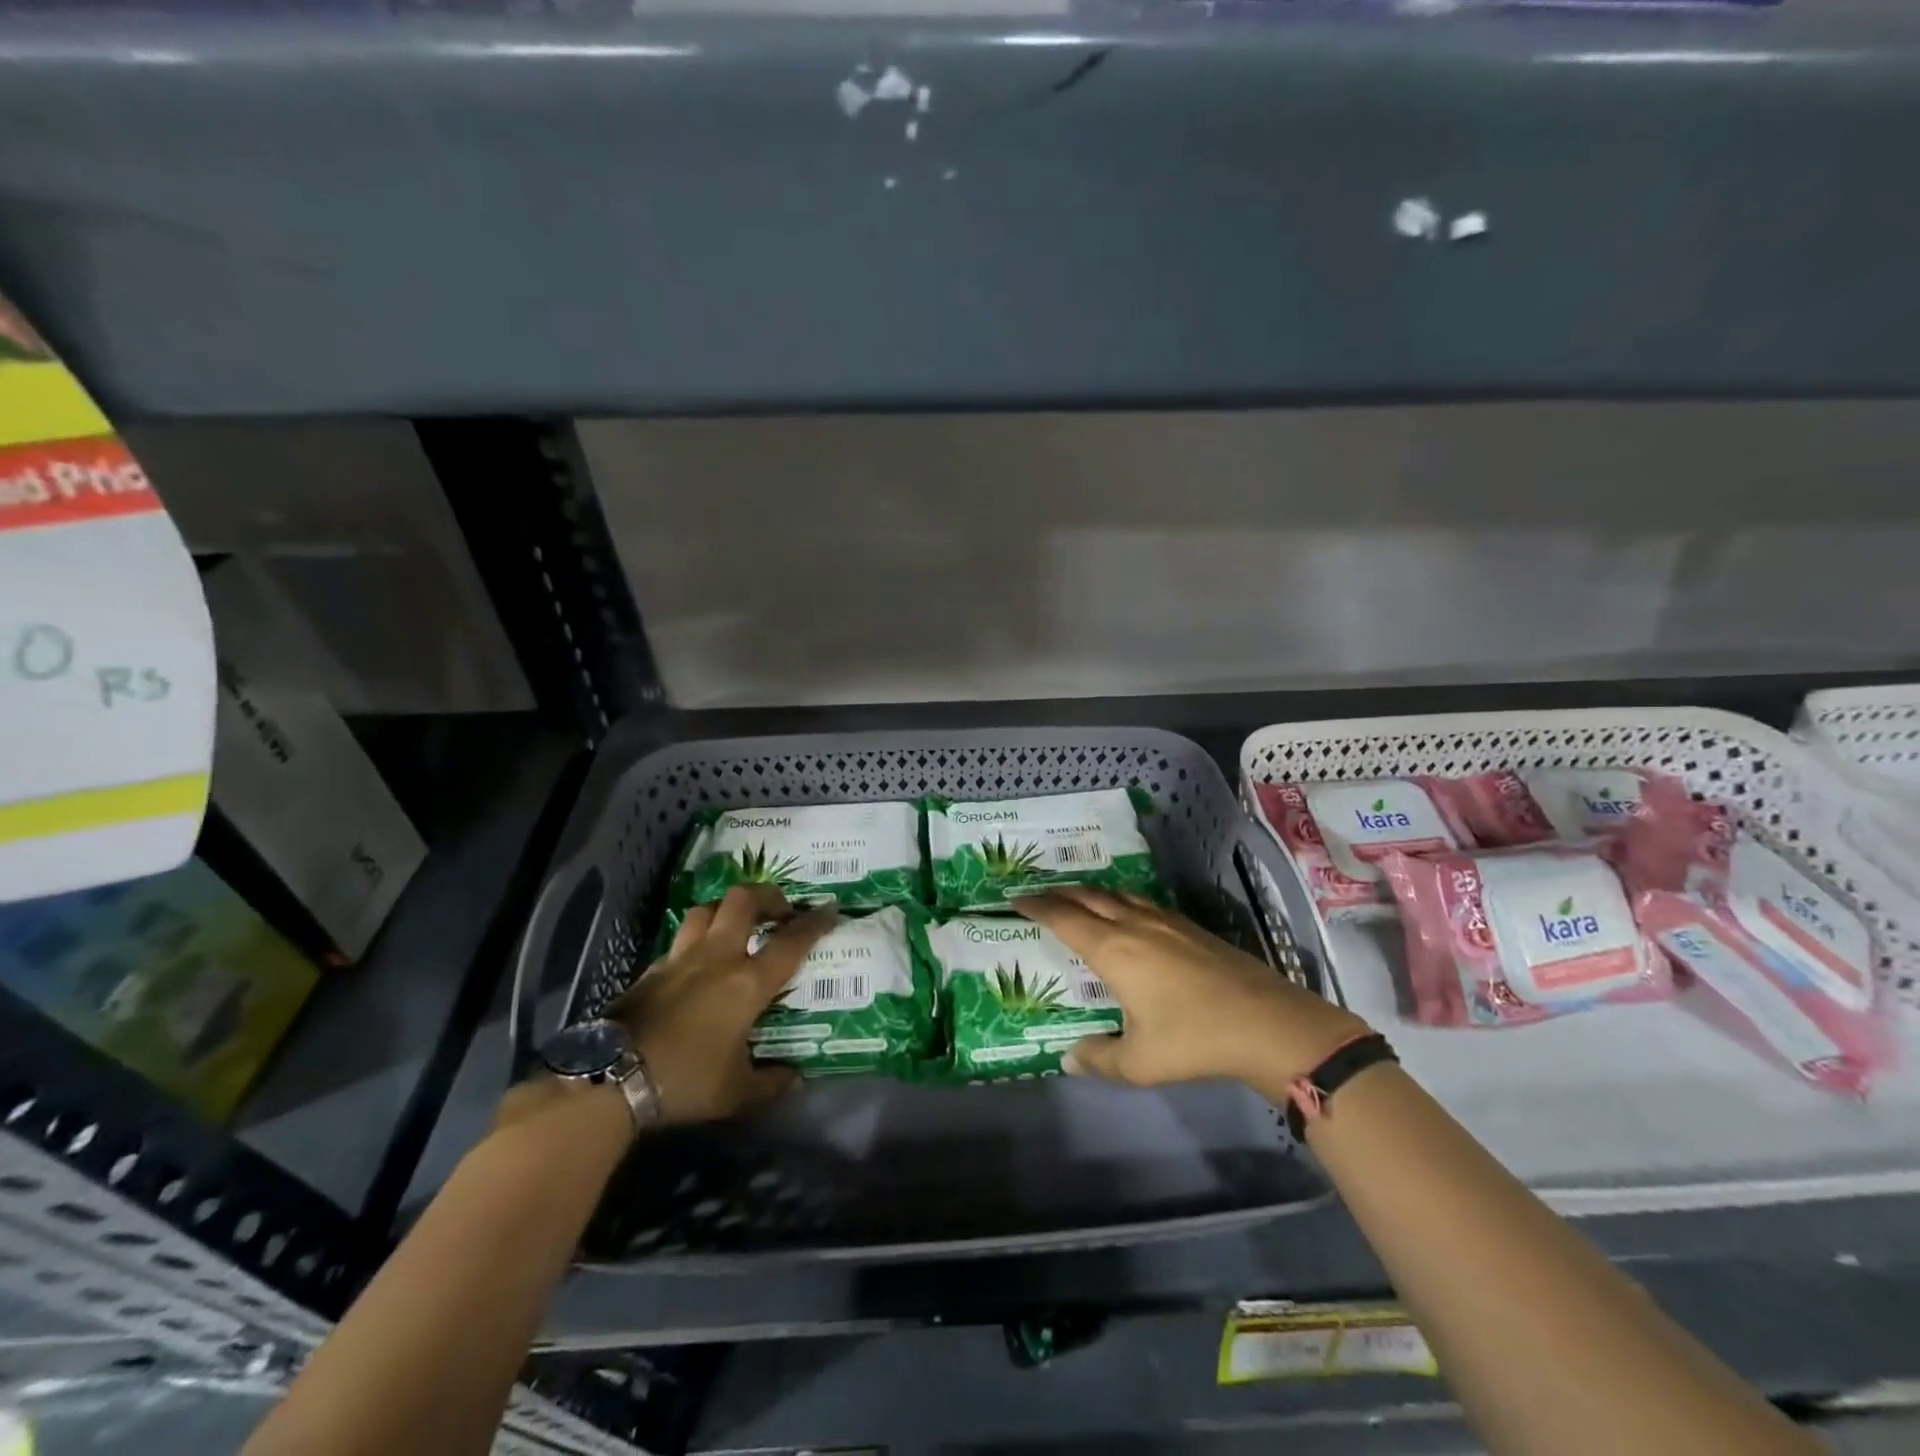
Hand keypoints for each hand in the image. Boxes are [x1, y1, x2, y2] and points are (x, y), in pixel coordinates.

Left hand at [562, 884, 833, 1126]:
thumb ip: (772, 1083)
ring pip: (707, 910)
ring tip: (738, 927)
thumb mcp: (737, 1093)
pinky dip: (697, 940)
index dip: (815, 922)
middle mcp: (718, 957)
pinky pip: (680, 939)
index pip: (791, 942)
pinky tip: (698, 962)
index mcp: (748, 982)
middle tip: (779, 912)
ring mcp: (681, 958)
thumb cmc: (685, 1081)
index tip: (830, 909)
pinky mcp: (652, 969)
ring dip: (727, 910)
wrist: (611, 1079)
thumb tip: (795, 1079)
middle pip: (744, 900)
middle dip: (768, 896)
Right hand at [1013, 886, 1367, 1093]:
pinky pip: (1142, 902)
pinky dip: (1120, 901)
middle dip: (1059, 893)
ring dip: (1091, 893)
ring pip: (1118, 895)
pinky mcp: (1191, 927)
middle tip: (1038, 894)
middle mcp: (1134, 925)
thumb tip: (1068, 1057)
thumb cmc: (1194, 1040)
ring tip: (1077, 899)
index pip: (1064, 917)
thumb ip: (1098, 1058)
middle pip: (1088, 897)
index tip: (1016, 898)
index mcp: (1113, 949)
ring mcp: (1166, 922)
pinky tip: (1128, 914)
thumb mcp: (1139, 1061)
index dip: (1037, 906)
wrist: (1267, 1023)